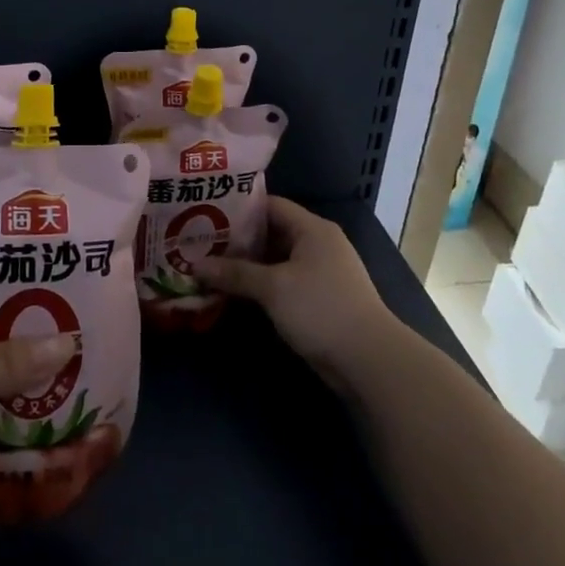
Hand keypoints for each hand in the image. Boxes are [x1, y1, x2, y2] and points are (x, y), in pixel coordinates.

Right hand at [194, 196, 395, 383]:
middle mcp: (318, 244)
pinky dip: (262, 285)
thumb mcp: (273, 288)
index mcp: (312, 229)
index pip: (270, 205)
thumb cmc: (320, 309)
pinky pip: (284, 281)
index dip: (238, 208)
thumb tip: (195, 265)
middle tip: (201, 243)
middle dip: (238, 240)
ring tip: (211, 266)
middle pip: (272, 232)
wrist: (369, 360)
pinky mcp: (320, 298)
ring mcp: (321, 272)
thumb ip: (235, 273)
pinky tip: (235, 292)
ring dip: (248, 266)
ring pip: (276, 260)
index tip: (206, 214)